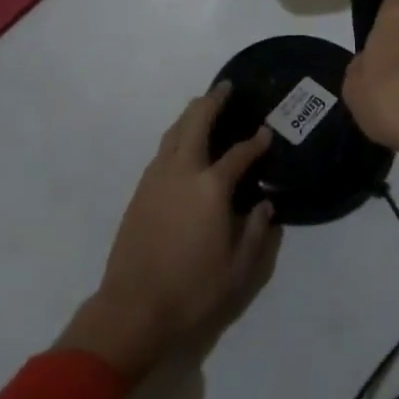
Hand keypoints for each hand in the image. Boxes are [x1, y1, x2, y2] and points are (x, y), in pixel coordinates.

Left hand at [56, 83, 280, 380]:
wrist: (131, 311)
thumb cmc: (191, 291)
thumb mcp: (238, 270)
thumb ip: (256, 232)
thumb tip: (264, 204)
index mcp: (211, 188)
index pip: (239, 154)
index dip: (256, 142)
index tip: (266, 133)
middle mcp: (183, 172)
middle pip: (197, 123)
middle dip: (212, 101)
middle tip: (225, 87)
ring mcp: (157, 179)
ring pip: (174, 132)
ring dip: (190, 114)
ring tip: (203, 104)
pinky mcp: (140, 191)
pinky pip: (162, 150)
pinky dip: (176, 134)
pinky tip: (181, 141)